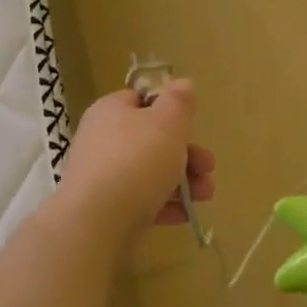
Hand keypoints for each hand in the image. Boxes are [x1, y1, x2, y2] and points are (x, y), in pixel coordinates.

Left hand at [59, 82, 214, 237]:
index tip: (191, 126)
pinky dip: (165, 205)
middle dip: (187, 154)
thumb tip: (182, 84)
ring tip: (205, 195)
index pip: (141, 100)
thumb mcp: (168, 121)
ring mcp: (101, 177)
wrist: (97, 222)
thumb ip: (179, 101)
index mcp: (111, 111)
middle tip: (208, 167)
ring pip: (149, 173)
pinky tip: (186, 214)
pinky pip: (140, 201)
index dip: (169, 110)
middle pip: (151, 140)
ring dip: (183, 182)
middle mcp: (101, 140)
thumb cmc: (137, 160)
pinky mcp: (104, 209)